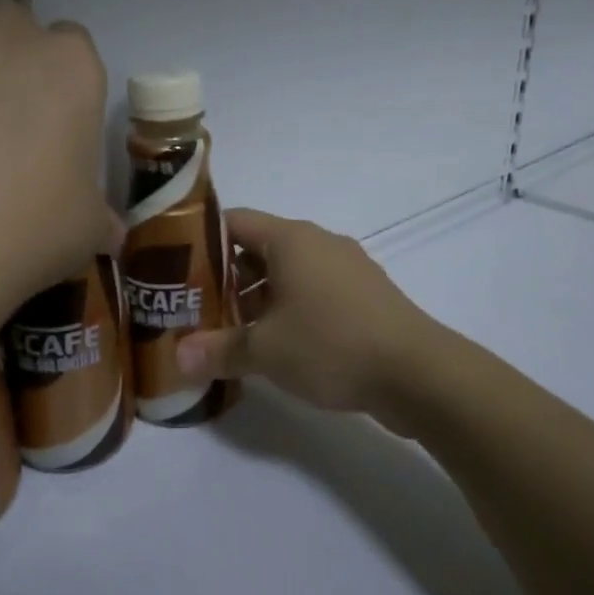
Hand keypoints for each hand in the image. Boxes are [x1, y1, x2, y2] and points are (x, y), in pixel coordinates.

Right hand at [175, 209, 435, 415]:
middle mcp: (319, 243)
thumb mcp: (266, 351)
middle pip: (259, 249)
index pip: (234, 221)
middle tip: (196, 308)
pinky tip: (277, 345)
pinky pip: (314, 292)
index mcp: (291, 239)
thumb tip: (177, 357)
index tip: (175, 268)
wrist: (418, 373)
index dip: (201, 240)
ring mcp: (347, 268)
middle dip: (226, 278)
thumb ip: (218, 350)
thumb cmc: (332, 345)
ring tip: (231, 332)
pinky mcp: (365, 296)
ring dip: (258, 298)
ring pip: (288, 273)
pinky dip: (290, 310)